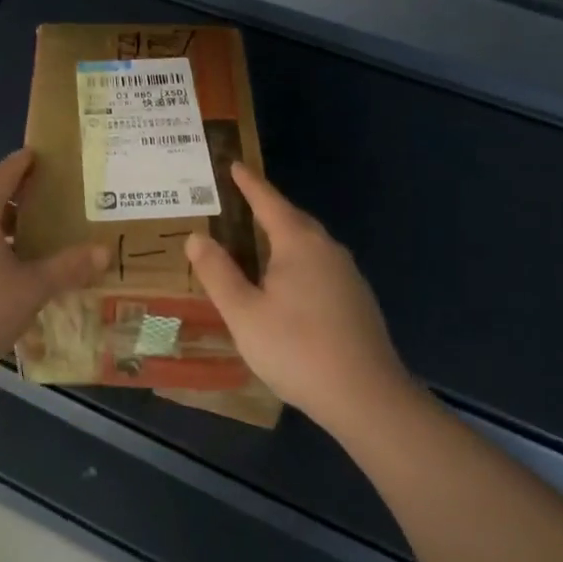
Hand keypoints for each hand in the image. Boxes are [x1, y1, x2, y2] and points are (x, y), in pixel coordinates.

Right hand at [185, 162, 414, 435]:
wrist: (366, 397)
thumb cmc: (296, 349)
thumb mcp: (244, 313)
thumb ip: (218, 273)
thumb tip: (196, 237)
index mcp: (299, 244)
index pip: (268, 202)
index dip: (249, 184)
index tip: (234, 164)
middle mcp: (327, 250)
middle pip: (293, 219)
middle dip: (267, 208)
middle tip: (241, 201)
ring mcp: (347, 275)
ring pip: (309, 244)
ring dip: (283, 236)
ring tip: (258, 241)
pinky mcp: (357, 300)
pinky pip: (320, 265)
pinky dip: (297, 261)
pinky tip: (287, 284)